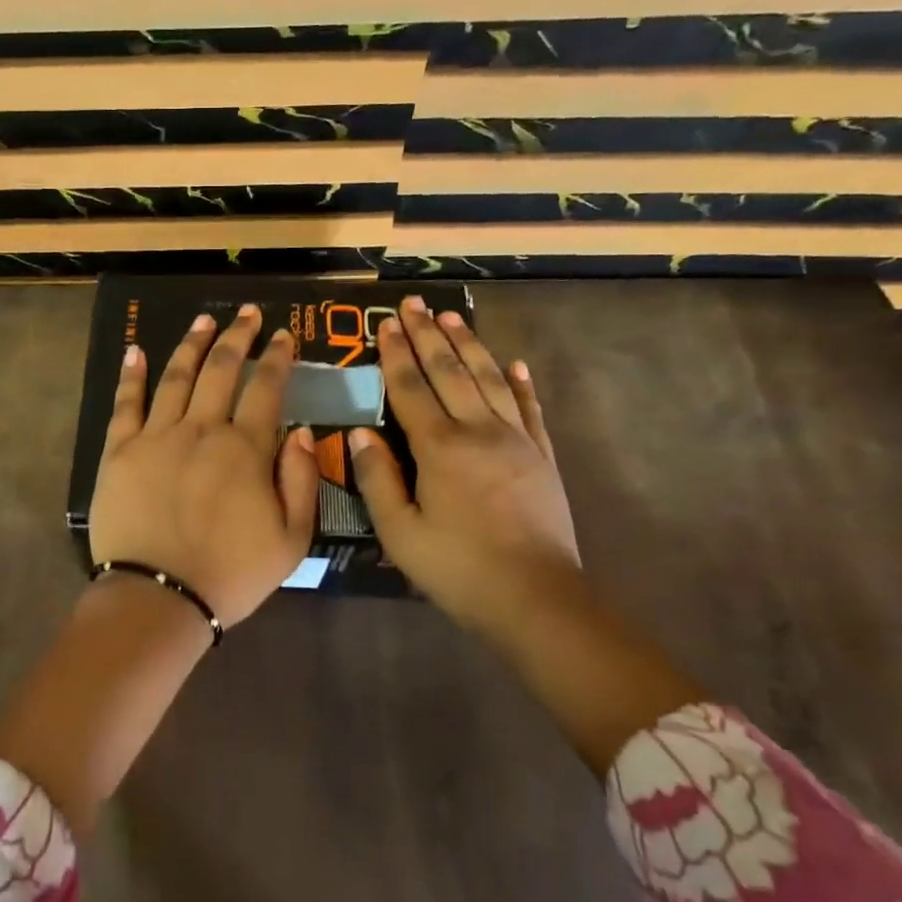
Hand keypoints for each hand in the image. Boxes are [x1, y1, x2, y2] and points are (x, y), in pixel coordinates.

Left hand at [91, 304, 319, 627]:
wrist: (159, 597)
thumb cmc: (230, 574)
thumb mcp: (292, 540)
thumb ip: (302, 481)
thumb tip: (303, 431)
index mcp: (245, 449)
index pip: (266, 389)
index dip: (277, 357)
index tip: (284, 334)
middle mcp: (201, 429)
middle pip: (221, 370)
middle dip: (238, 337)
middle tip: (249, 314)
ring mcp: (156, 436)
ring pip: (176, 376)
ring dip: (192, 343)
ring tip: (204, 320)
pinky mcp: (120, 451)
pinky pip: (126, 404)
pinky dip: (132, 374)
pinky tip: (136, 350)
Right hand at [349, 298, 581, 634]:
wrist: (536, 598)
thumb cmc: (458, 569)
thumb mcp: (400, 532)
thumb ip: (377, 478)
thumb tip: (358, 432)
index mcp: (439, 448)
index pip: (411, 388)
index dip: (395, 353)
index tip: (386, 322)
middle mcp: (479, 430)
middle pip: (450, 371)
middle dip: (428, 335)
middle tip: (414, 304)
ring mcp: (517, 439)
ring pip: (490, 379)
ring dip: (469, 345)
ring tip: (453, 317)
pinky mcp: (542, 456)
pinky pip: (529, 408)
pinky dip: (520, 383)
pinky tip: (514, 364)